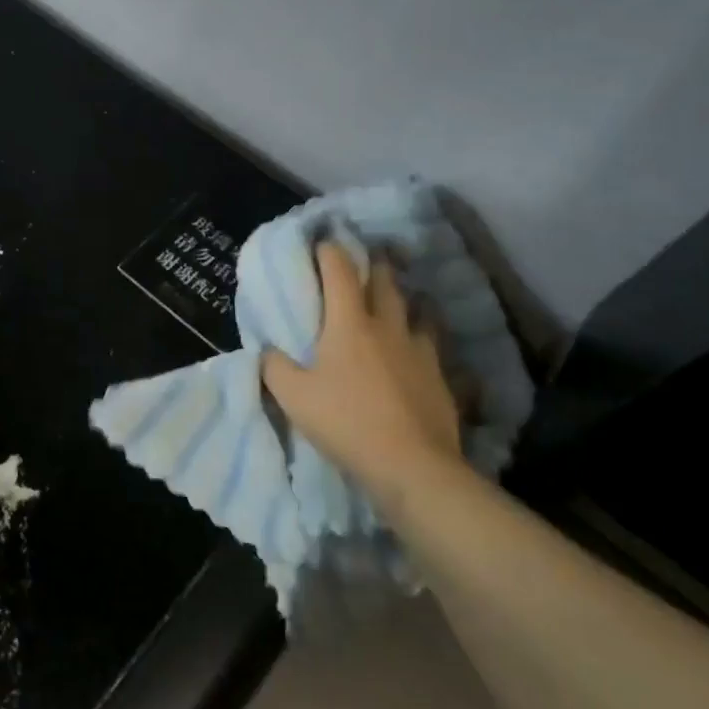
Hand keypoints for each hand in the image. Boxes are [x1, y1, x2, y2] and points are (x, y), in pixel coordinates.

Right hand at [261, 243, 464, 496]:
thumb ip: (275, 368)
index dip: (330, 251)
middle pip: (385, 282)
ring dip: (403, 300)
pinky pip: (431, 346)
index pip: (340, 271)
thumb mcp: (294, 397)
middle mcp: (388, 327)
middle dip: (374, 265)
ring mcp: (420, 351)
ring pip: (415, 311)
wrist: (413, 467)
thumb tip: (268, 351)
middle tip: (366, 258)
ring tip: (395, 301)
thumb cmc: (347, 422)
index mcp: (349, 323)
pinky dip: (421, 339)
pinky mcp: (441, 379)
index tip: (323, 241)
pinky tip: (417, 351)